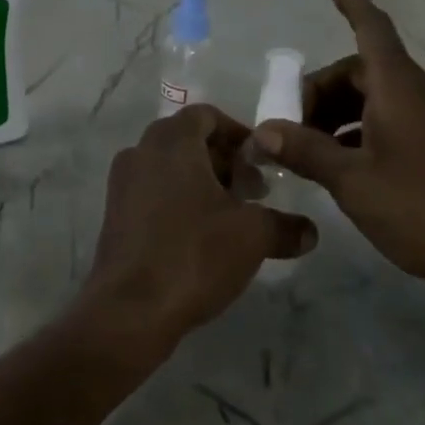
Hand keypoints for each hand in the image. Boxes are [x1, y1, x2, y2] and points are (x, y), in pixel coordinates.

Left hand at [81, 105, 318, 352]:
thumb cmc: (194, 254)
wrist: (130, 310)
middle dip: (224, 161)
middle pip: (188, 140)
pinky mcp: (114, 216)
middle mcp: (141, 153)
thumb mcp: (252, 236)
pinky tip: (200, 237)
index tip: (261, 162)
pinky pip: (152, 193)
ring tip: (231, 217)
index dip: (238, 133)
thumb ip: (285, 226)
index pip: (206, 115)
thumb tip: (310, 231)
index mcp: (171, 142)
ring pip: (169, 168)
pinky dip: (178, 201)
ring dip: (201, 183)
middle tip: (253, 192)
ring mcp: (121, 184)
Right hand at [254, 0, 424, 319]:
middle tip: (289, 122)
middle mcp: (416, 98)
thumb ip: (306, 152)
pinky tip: (336, 167)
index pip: (373, 31)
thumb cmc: (422, 209)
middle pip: (362, 71)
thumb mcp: (352, 181)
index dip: (353, 6)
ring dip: (336, 115)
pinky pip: (386, 125)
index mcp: (398, 90)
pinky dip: (356, 134)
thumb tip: (263, 131)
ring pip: (373, 101)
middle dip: (322, 89)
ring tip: (305, 149)